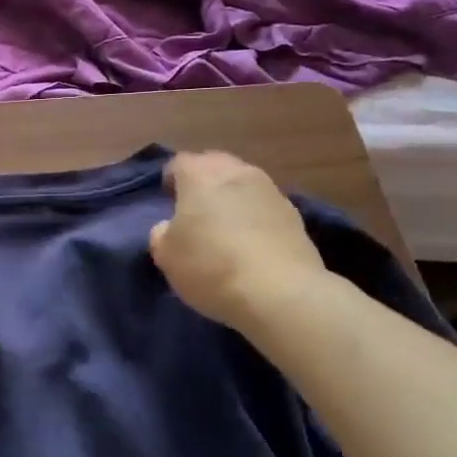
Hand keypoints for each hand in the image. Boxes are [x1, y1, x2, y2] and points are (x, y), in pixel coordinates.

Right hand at [150, 151, 325, 326]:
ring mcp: (270, 191)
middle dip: (204, 180)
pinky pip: (265, 205)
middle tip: (196, 207)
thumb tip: (169, 227)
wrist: (280, 293)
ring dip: (233, 196)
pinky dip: (255, 215)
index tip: (168, 199)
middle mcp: (236, 172)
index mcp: (200, 175)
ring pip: (244, 183)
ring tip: (226, 224)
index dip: (171, 178)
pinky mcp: (295, 215)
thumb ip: (161, 234)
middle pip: (216, 164)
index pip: (180, 162)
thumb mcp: (166, 256)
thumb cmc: (211, 267)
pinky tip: (252, 241)